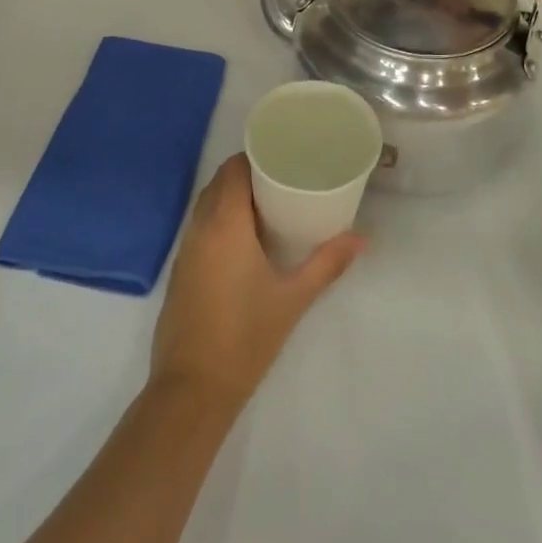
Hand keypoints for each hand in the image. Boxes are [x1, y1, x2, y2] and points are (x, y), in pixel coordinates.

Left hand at [150, 155, 361, 412]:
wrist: (193, 386)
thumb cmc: (247, 336)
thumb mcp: (293, 298)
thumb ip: (327, 264)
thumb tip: (361, 239)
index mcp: (225, 223)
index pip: (234, 170)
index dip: (255, 157)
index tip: (283, 157)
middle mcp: (200, 227)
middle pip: (219, 182)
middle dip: (246, 174)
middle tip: (283, 179)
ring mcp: (186, 248)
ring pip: (206, 204)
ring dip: (230, 196)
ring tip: (268, 204)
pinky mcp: (180, 269)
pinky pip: (200, 226)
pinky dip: (218, 218)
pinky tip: (244, 238)